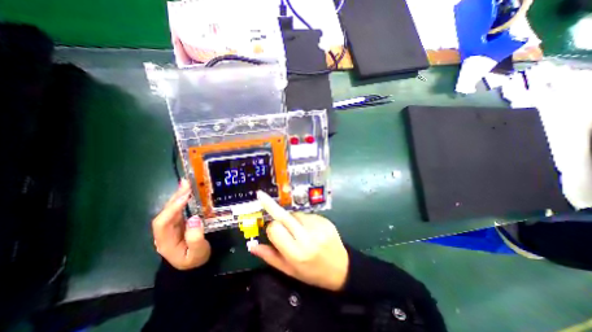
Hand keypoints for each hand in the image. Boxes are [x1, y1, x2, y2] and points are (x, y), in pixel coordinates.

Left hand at [152, 178, 210, 269]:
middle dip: (175, 197)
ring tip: (187, 183)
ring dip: (178, 196)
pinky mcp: (178, 223)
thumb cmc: (195, 260)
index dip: (172, 208)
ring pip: (171, 209)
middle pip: (165, 212)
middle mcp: (164, 232)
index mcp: (165, 241)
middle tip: (186, 183)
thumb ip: (195, 238)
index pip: (163, 222)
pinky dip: (182, 200)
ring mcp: (170, 227)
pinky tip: (187, 192)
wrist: (193, 266)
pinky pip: (178, 210)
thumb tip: (194, 218)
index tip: (186, 196)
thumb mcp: (198, 252)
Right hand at [248, 191, 347, 291]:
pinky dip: (303, 219)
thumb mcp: (290, 271)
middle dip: (271, 206)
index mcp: (297, 253)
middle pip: (284, 216)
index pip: (275, 229)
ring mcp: (318, 226)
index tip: (272, 232)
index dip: (271, 229)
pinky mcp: (324, 220)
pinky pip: (306, 214)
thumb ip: (270, 257)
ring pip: (295, 214)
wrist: (341, 268)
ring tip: (298, 230)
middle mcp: (307, 237)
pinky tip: (309, 229)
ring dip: (291, 219)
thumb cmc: (313, 272)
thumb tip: (252, 246)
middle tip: (261, 195)